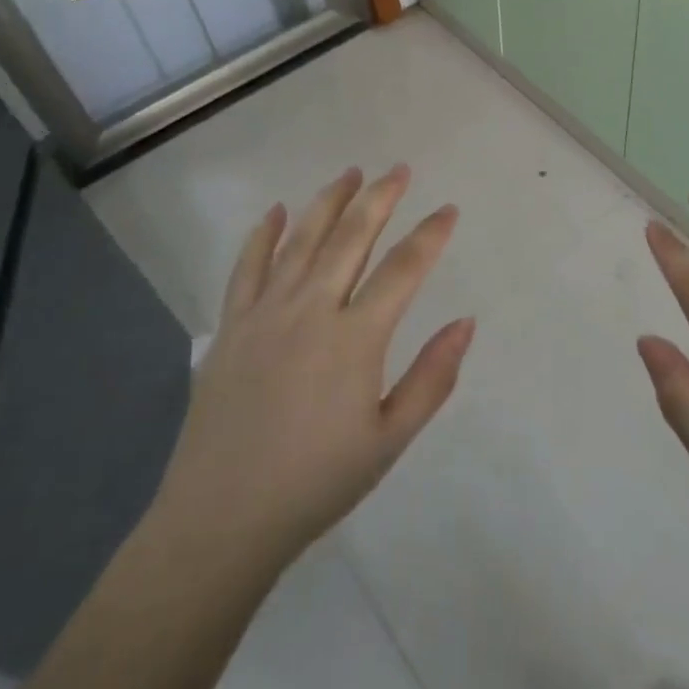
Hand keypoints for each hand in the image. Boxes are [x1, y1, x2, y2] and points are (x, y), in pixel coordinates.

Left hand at [153, 166, 474, 570]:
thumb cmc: (316, 482)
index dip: (430, 235)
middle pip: (351, 237)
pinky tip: (276, 211)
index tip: (448, 210)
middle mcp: (311, 309)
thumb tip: (466, 322)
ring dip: (329, 201)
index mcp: (355, 338)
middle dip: (380, 197)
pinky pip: (248, 266)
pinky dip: (262, 234)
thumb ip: (432, 378)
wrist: (221, 519)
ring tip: (351, 173)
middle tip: (400, 170)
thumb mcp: (389, 440)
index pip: (403, 269)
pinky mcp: (231, 325)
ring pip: (302, 239)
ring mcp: (265, 312)